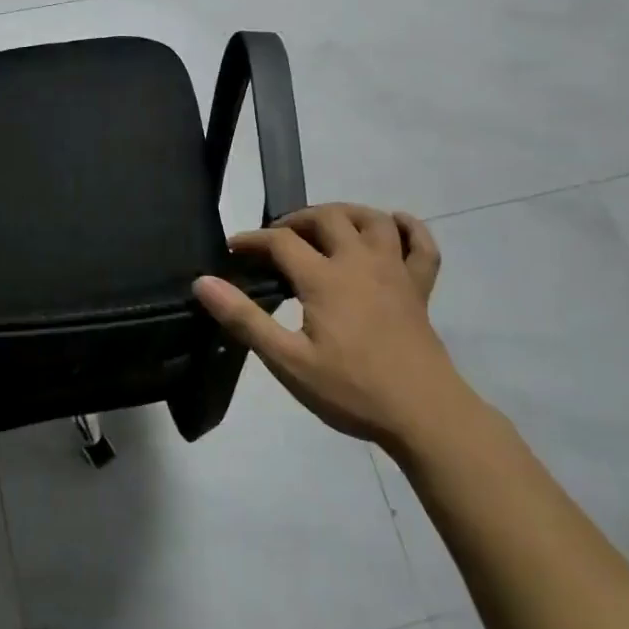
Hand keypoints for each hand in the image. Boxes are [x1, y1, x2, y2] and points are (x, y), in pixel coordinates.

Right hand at [193, 204, 458, 446]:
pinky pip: (422, 246)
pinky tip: (394, 226)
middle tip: (277, 240)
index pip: (281, 241)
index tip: (232, 250)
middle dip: (297, 220)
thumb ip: (245, 319)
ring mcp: (395, 272)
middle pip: (328, 218)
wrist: (424, 414)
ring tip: (326, 226)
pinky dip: (409, 228)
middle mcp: (360, 262)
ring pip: (373, 220)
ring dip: (346, 213)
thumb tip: (204, 282)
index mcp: (325, 279)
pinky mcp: (420, 289)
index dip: (253, 240)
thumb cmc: (351, 390)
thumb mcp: (288, 361)